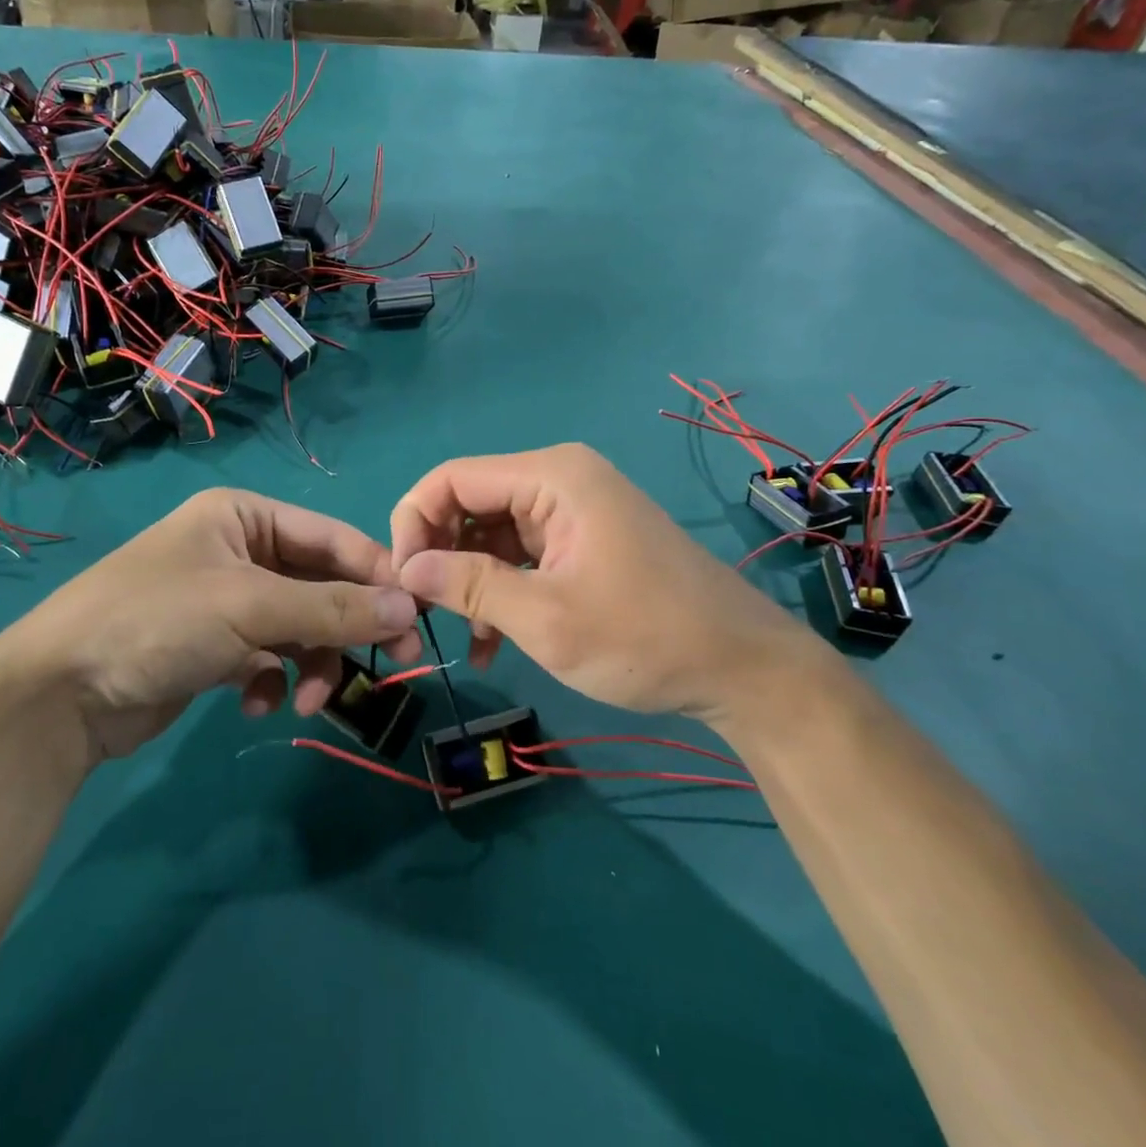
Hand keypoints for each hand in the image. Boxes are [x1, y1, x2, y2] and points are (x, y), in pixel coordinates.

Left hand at [0, 491, 422, 763]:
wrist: (57, 696)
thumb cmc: (157, 622)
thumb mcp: (250, 607)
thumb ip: (333, 608)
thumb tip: (409, 608)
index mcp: (244, 515)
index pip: (332, 538)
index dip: (377, 575)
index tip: (418, 617)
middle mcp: (238, 550)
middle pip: (319, 585)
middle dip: (346, 628)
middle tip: (394, 664)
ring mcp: (225, 601)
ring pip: (298, 627)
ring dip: (311, 662)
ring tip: (306, 699)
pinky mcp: (213, 648)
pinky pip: (268, 658)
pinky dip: (272, 680)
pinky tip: (258, 704)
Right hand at [390, 444, 836, 729]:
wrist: (744, 670)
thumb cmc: (644, 638)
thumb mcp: (545, 618)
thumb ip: (469, 586)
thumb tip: (404, 568)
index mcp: (552, 476)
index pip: (452, 478)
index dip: (413, 522)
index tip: (401, 580)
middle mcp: (559, 479)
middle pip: (470, 503)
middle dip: (440, 555)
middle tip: (424, 612)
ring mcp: (574, 510)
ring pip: (492, 533)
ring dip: (470, 581)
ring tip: (462, 637)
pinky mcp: (584, 540)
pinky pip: (522, 553)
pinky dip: (501, 589)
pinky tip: (490, 641)